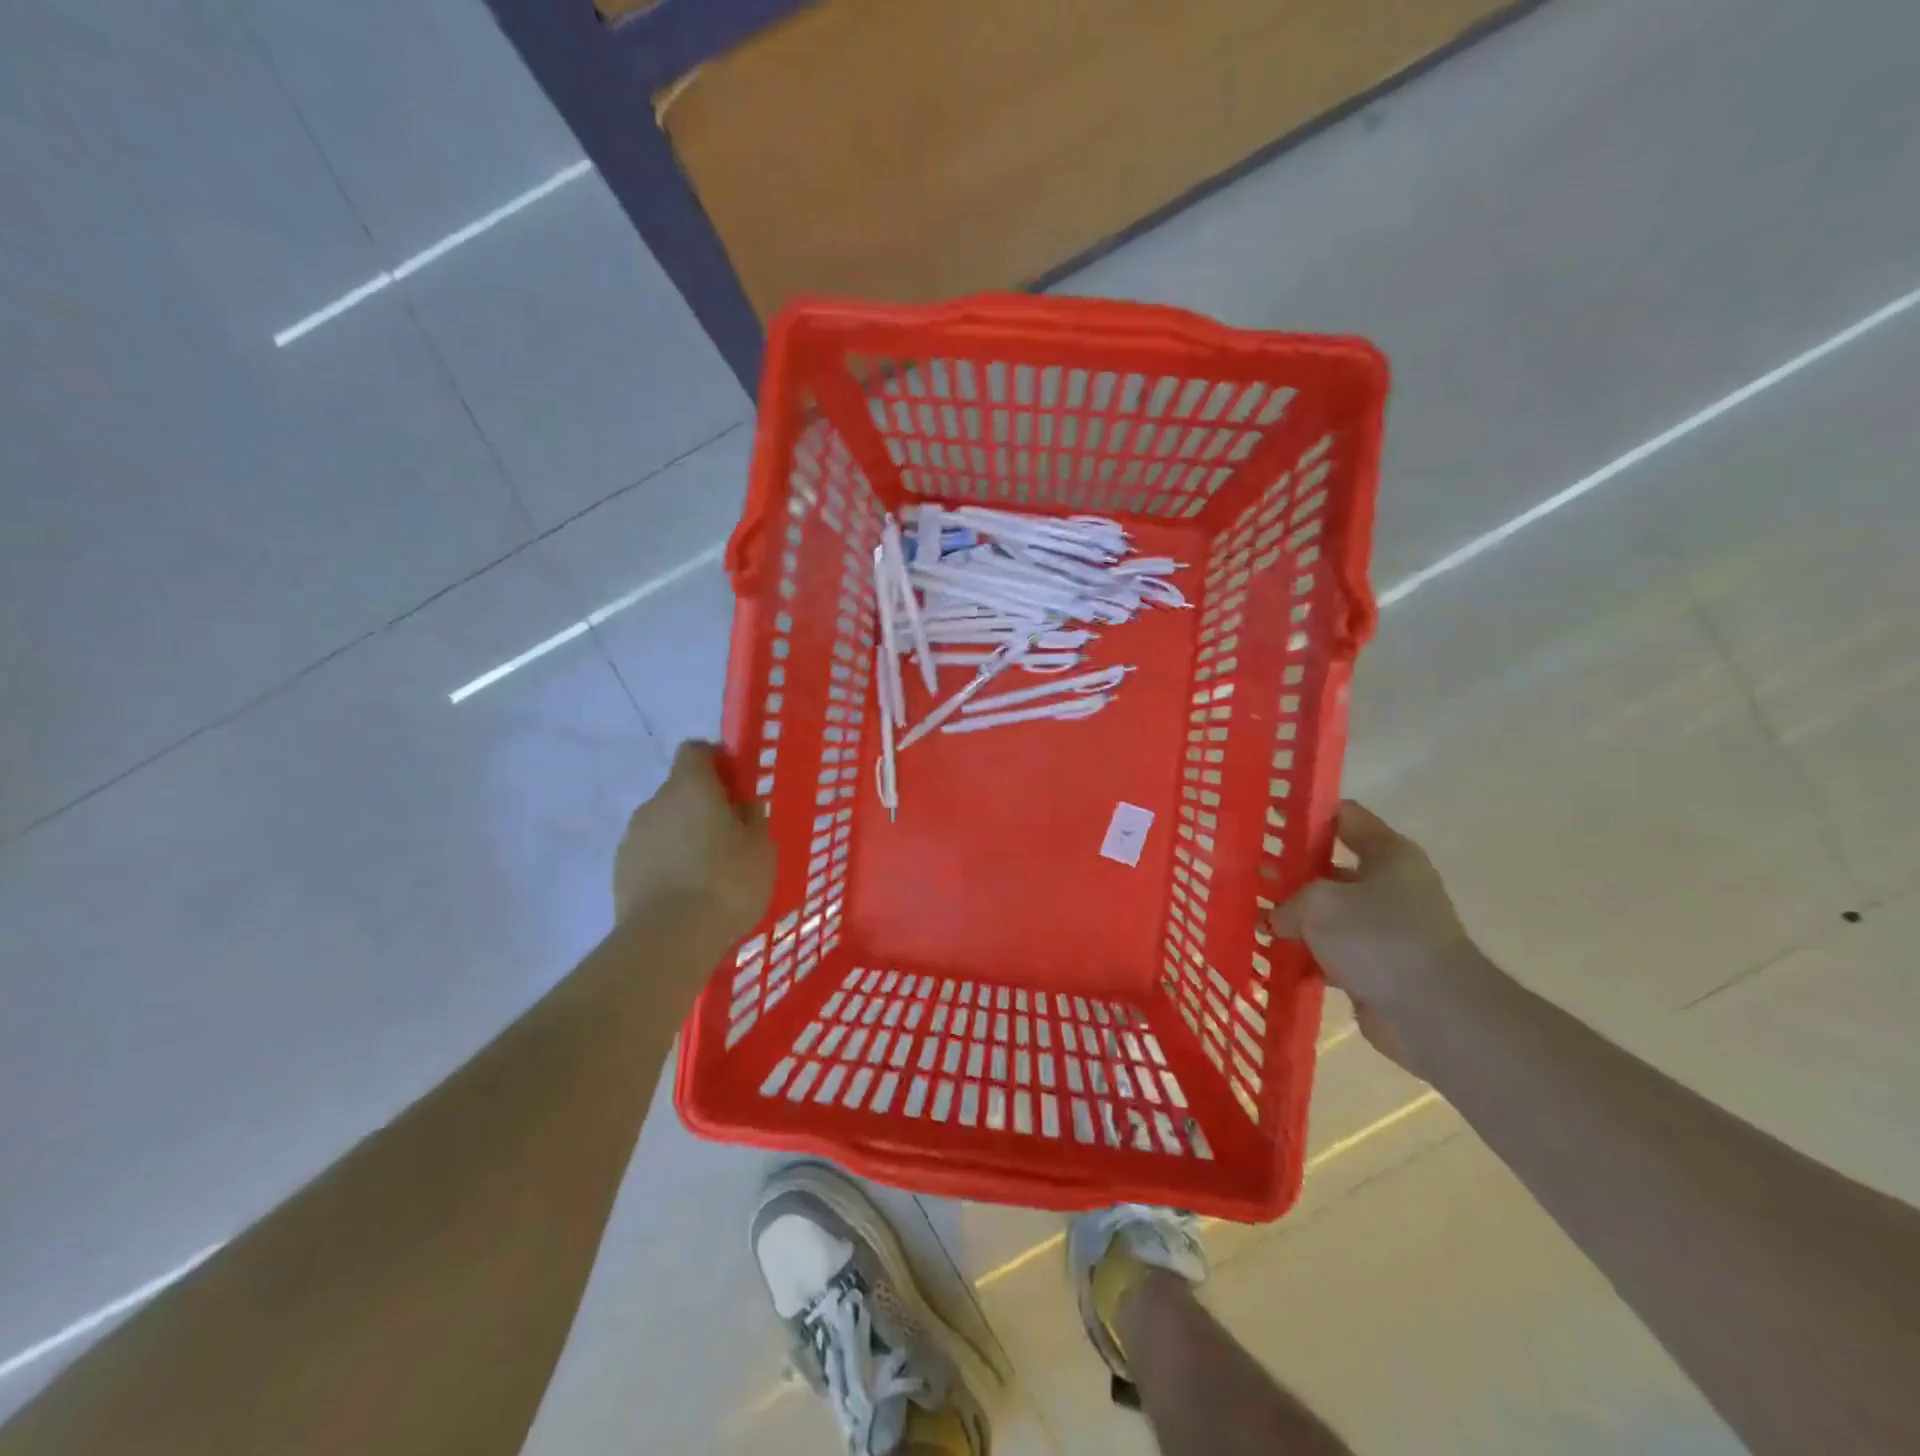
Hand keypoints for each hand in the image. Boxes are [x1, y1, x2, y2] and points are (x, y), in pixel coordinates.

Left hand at [614, 741, 775, 940]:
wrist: (667, 939)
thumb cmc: (726, 882)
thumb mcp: (761, 848)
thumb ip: (753, 818)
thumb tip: (743, 805)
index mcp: (691, 786)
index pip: (696, 750)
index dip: (717, 761)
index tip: (736, 784)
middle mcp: (655, 802)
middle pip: (680, 789)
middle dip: (704, 805)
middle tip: (731, 835)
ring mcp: (632, 837)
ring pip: (664, 824)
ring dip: (684, 836)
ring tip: (709, 871)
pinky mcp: (620, 871)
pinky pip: (651, 854)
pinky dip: (667, 863)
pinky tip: (687, 892)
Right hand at [1270, 802, 1477, 1070]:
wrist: (1434, 1014)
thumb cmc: (1378, 939)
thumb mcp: (1318, 904)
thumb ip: (1288, 902)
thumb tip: (1280, 920)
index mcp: (1389, 854)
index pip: (1343, 816)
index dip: (1304, 815)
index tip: (1266, 821)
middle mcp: (1391, 886)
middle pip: (1330, 867)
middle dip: (1290, 874)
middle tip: (1248, 876)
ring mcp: (1386, 929)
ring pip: (1328, 914)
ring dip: (1295, 920)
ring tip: (1252, 918)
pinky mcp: (1378, 967)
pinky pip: (1332, 953)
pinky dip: (1307, 956)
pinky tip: (1272, 957)